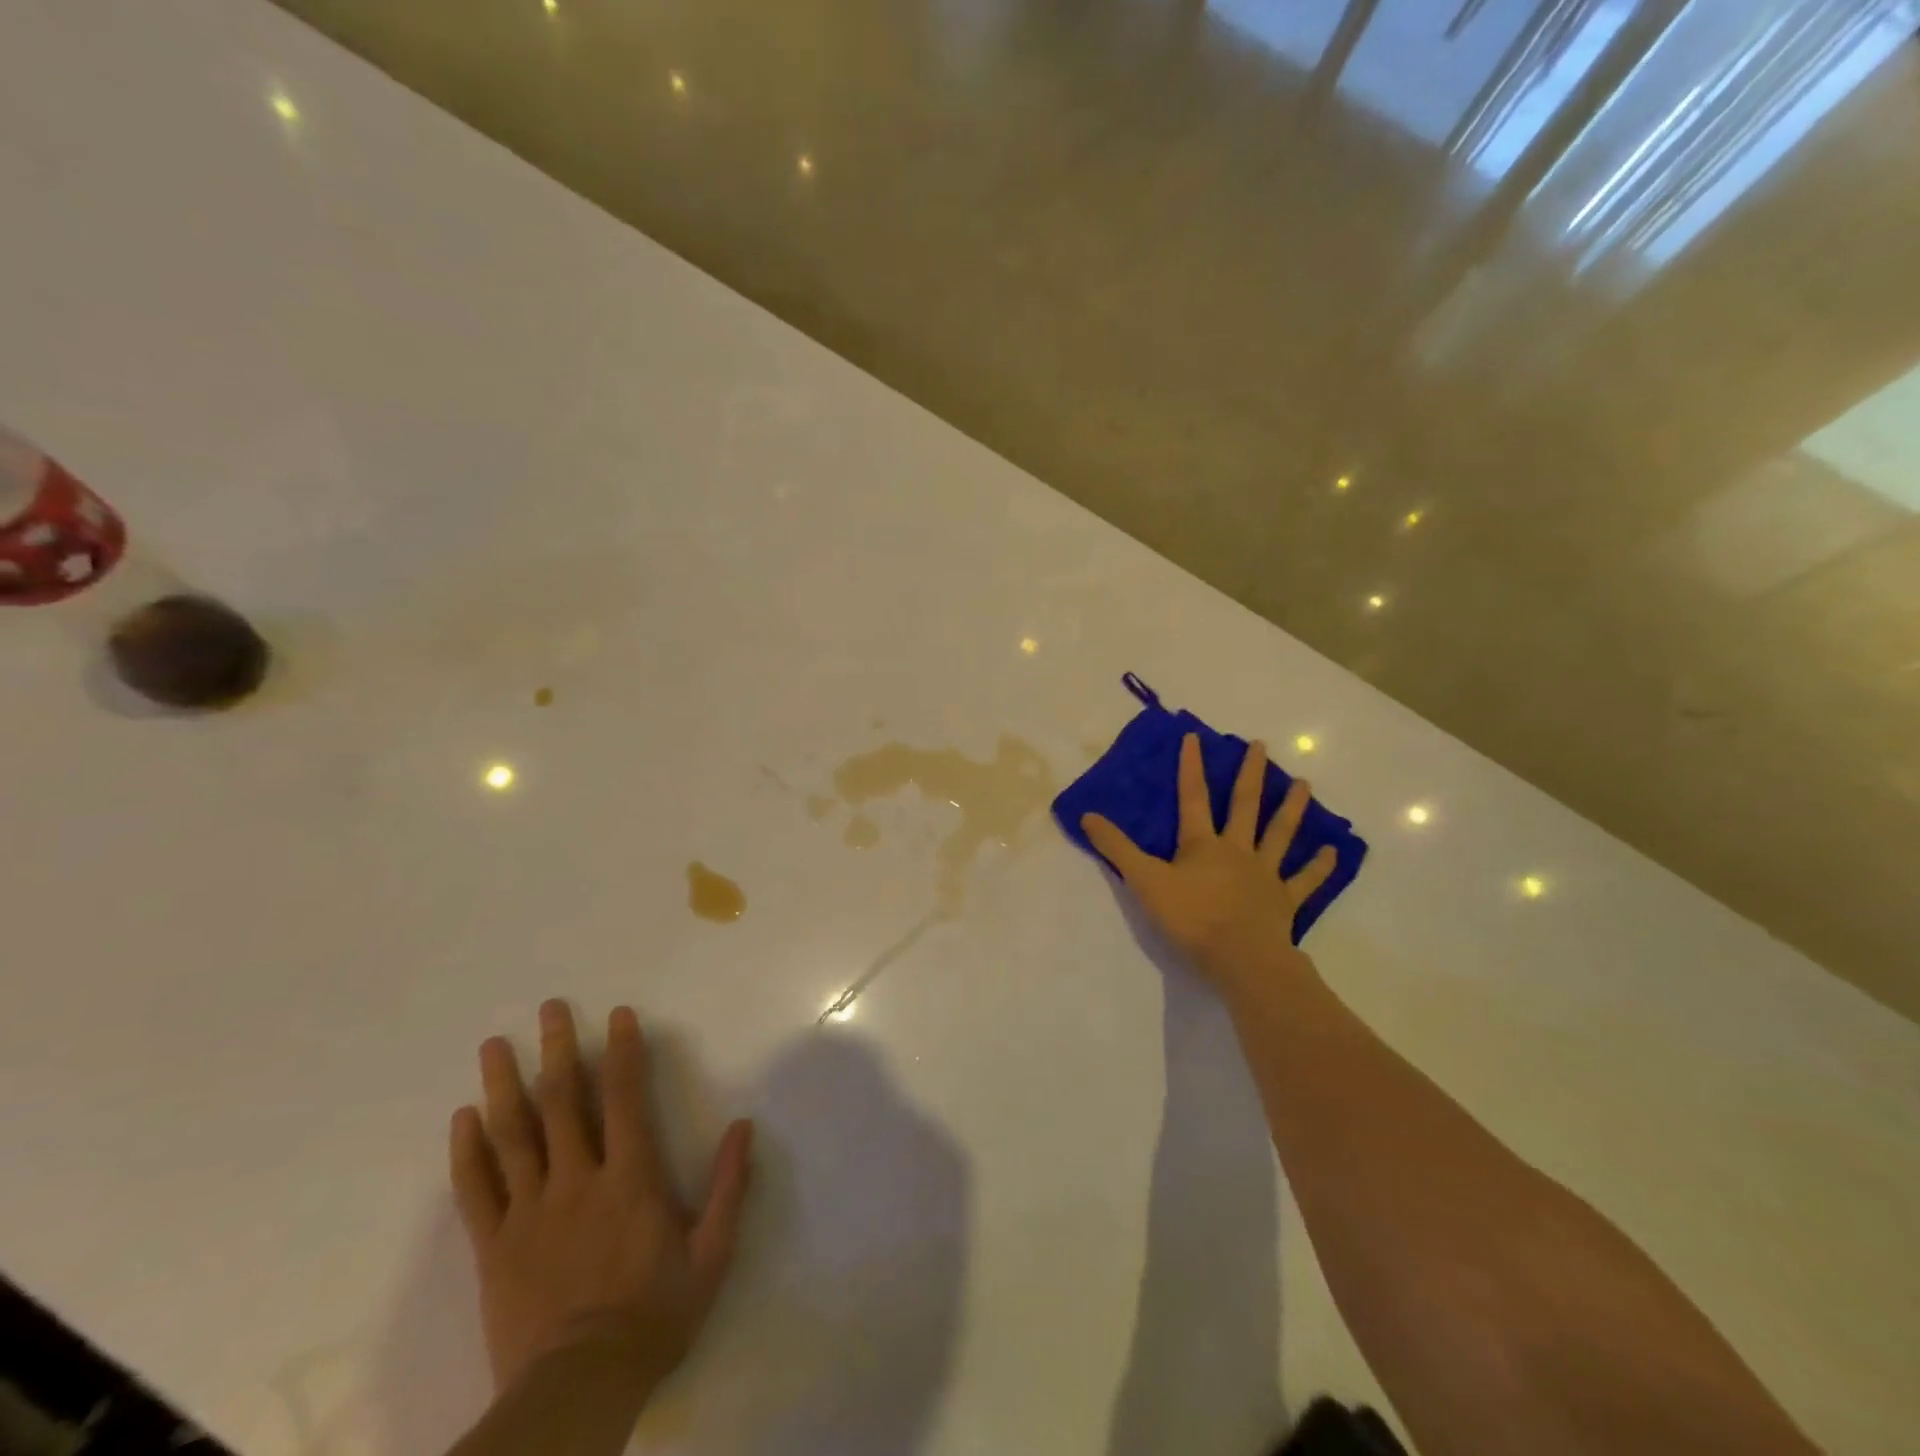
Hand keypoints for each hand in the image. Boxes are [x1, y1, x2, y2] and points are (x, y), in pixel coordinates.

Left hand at [450, 1001, 753, 1399]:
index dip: (623, 1052)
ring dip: (504, 1085)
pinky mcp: (494, 1246)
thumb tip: (743, 1126)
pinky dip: (467, 1152)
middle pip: (563, 1103)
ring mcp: (530, 1212)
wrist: (578, 1388)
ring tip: (493, 1045)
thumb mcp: (712, 1254)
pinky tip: (461, 1119)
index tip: (616, 1014)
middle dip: (557, 1050)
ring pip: (514, 1136)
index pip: (626, 1099)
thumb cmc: (654, 1315)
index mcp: (630, 1179)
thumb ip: (729, 1187)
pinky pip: (475, 1191)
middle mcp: (577, 1181)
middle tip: (548, 1008)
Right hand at [1082, 733, 1336, 989]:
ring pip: (1279, 834)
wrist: (1240, 958)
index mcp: (1202, 844)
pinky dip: (1317, 866)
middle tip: (1261, 745)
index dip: (1191, 767)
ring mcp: (1265, 874)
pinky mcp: (1284, 901)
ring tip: (1304, 783)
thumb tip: (1087, 816)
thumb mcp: (1145, 882)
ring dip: (1291, 808)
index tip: (1195, 737)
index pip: (1193, 798)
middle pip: (1244, 806)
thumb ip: (1117, 849)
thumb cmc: (1191, 918)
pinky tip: (1332, 851)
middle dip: (1250, 774)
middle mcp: (1237, 850)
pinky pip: (1304, 880)